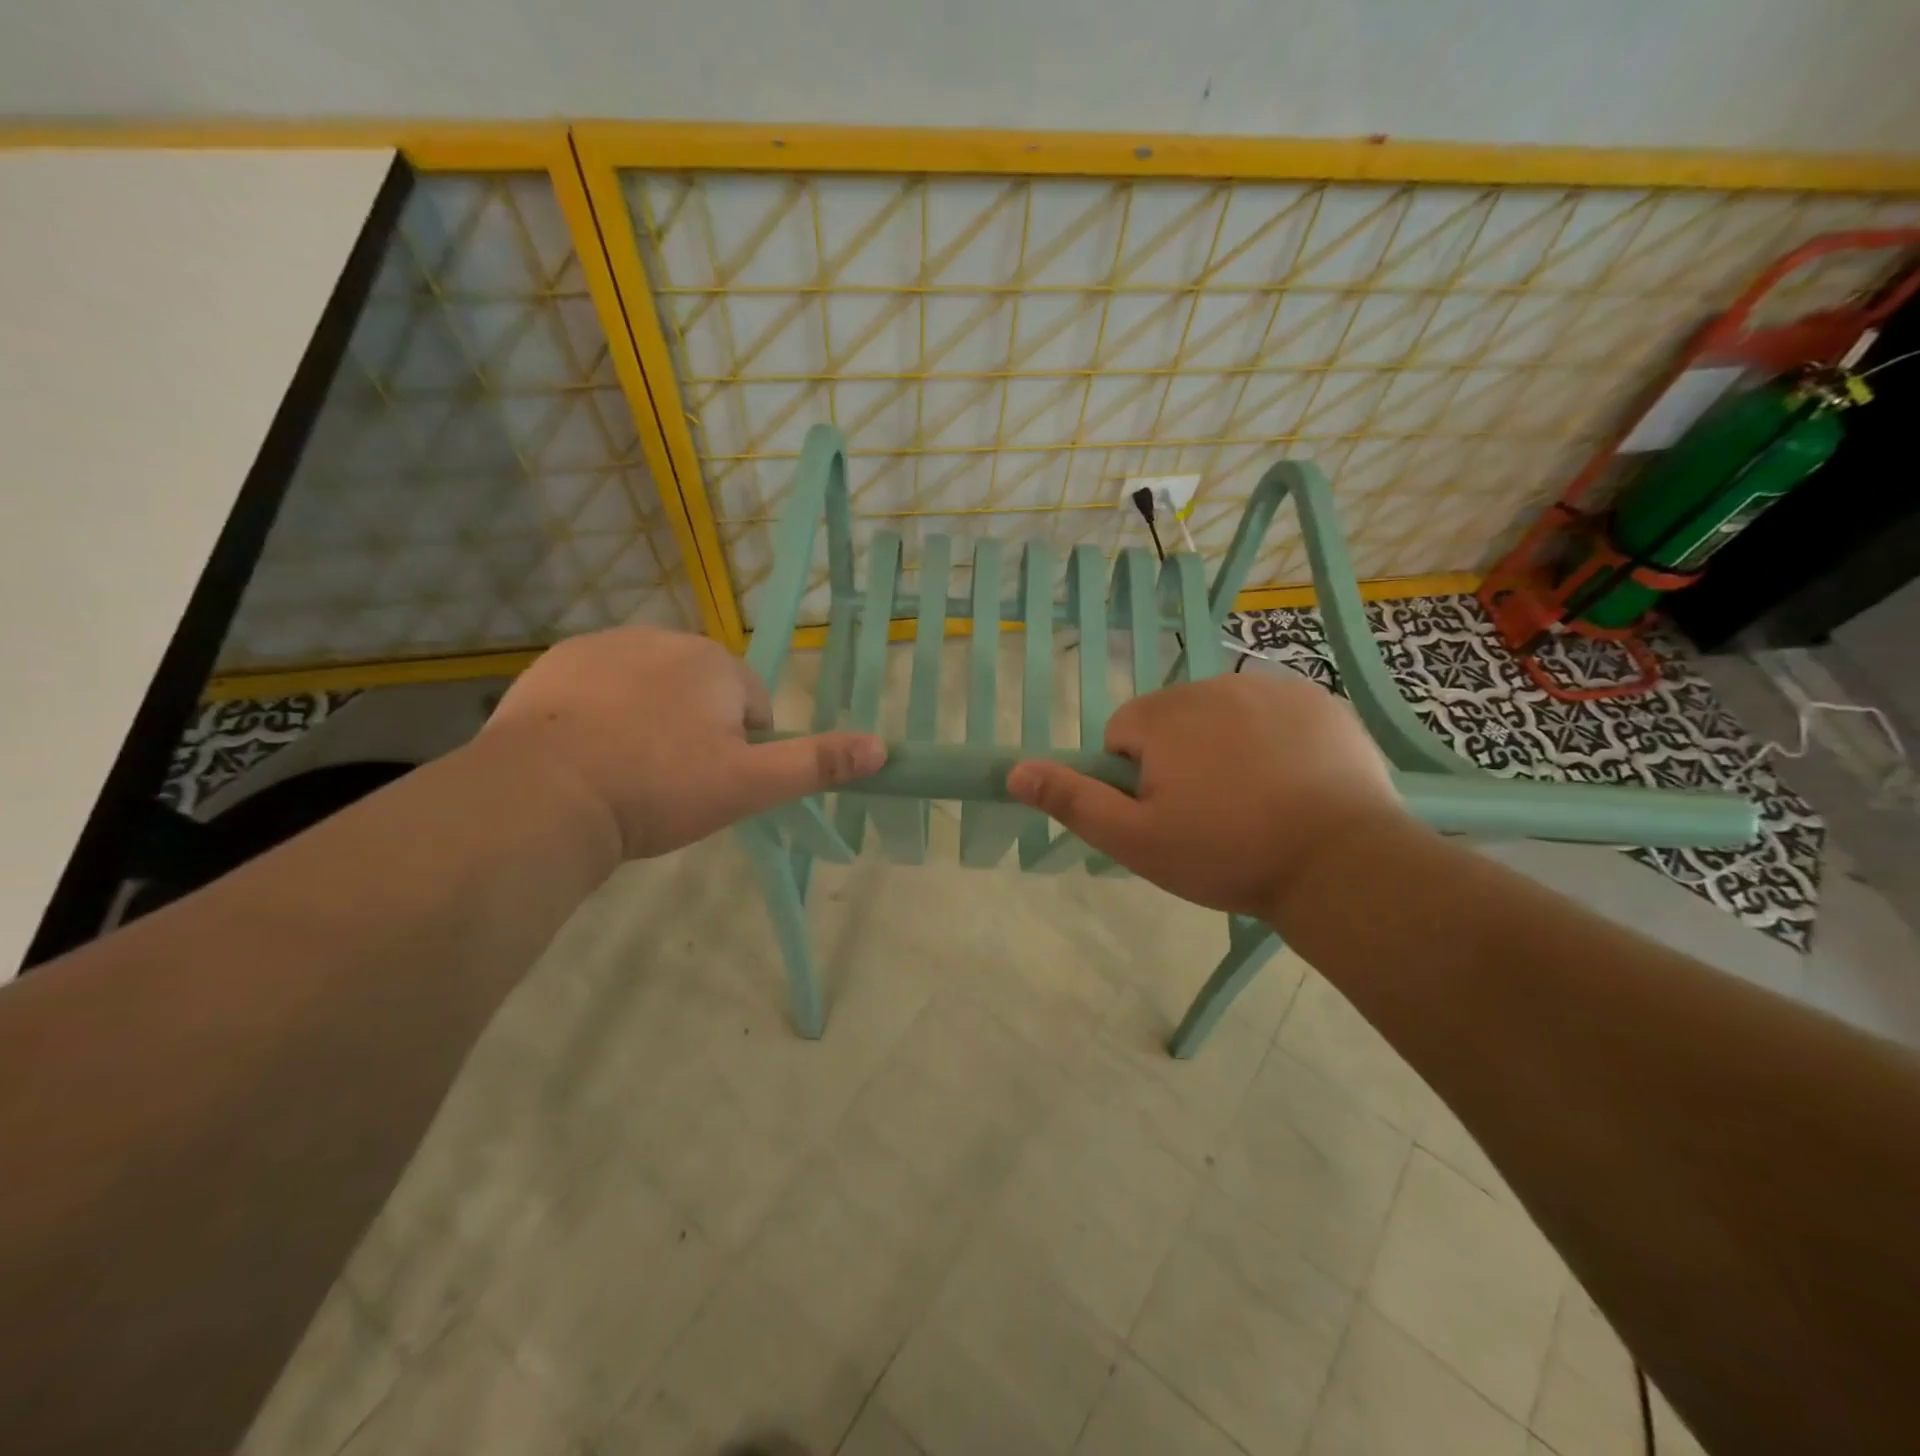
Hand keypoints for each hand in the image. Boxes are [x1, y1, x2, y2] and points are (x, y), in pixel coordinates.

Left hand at [480, 627, 885, 858]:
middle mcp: (662, 638)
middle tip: (671, 781)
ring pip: (650, 687)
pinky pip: (599, 688)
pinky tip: (587, 756)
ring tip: (628, 772)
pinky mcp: (554, 665)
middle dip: (696, 729)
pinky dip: (602, 714)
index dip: (741, 747)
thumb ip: (817, 763)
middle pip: (700, 690)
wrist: (545, 796)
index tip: (713, 782)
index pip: (751, 703)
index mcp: (714, 662)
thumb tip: (883, 747)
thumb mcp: (749, 784)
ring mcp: (602, 646)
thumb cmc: (660, 787)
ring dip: (650, 720)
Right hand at [1007, 670, 1407, 921]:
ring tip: (1256, 802)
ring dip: (1225, 748)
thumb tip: (1014, 770)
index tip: (1167, 814)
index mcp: (1164, 715)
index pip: (1122, 732)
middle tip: (1211, 814)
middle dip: (1179, 759)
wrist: (1341, 863)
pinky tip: (1294, 784)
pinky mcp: (1319, 700)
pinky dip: (1274, 741)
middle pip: (1172, 720)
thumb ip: (1073, 800)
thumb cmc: (1227, 853)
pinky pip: (1273, 714)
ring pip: (1223, 716)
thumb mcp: (1136, 840)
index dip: (1134, 778)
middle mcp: (1214, 685)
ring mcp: (1273, 687)